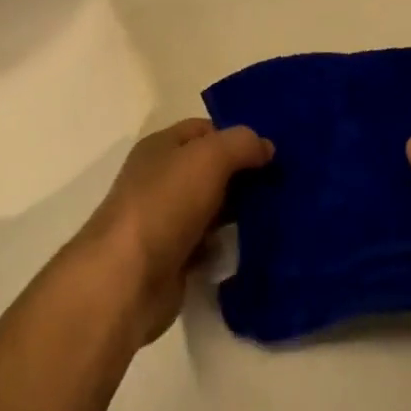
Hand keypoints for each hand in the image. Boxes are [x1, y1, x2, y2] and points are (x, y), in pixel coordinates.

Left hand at [77, 119, 272, 345]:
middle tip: (283, 184)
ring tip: (280, 214)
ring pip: (213, 207)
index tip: (272, 154)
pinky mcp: (174, 258)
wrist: (127, 279)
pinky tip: (256, 246)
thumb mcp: (209, 157)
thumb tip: (266, 147)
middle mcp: (161, 179)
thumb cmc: (166, 204)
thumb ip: (241, 144)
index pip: (205, 130)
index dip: (237, 137)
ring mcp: (166, 220)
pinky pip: (210, 244)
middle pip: (211, 169)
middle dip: (244, 175)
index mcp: (162, 147)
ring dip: (241, 211)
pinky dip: (228, 244)